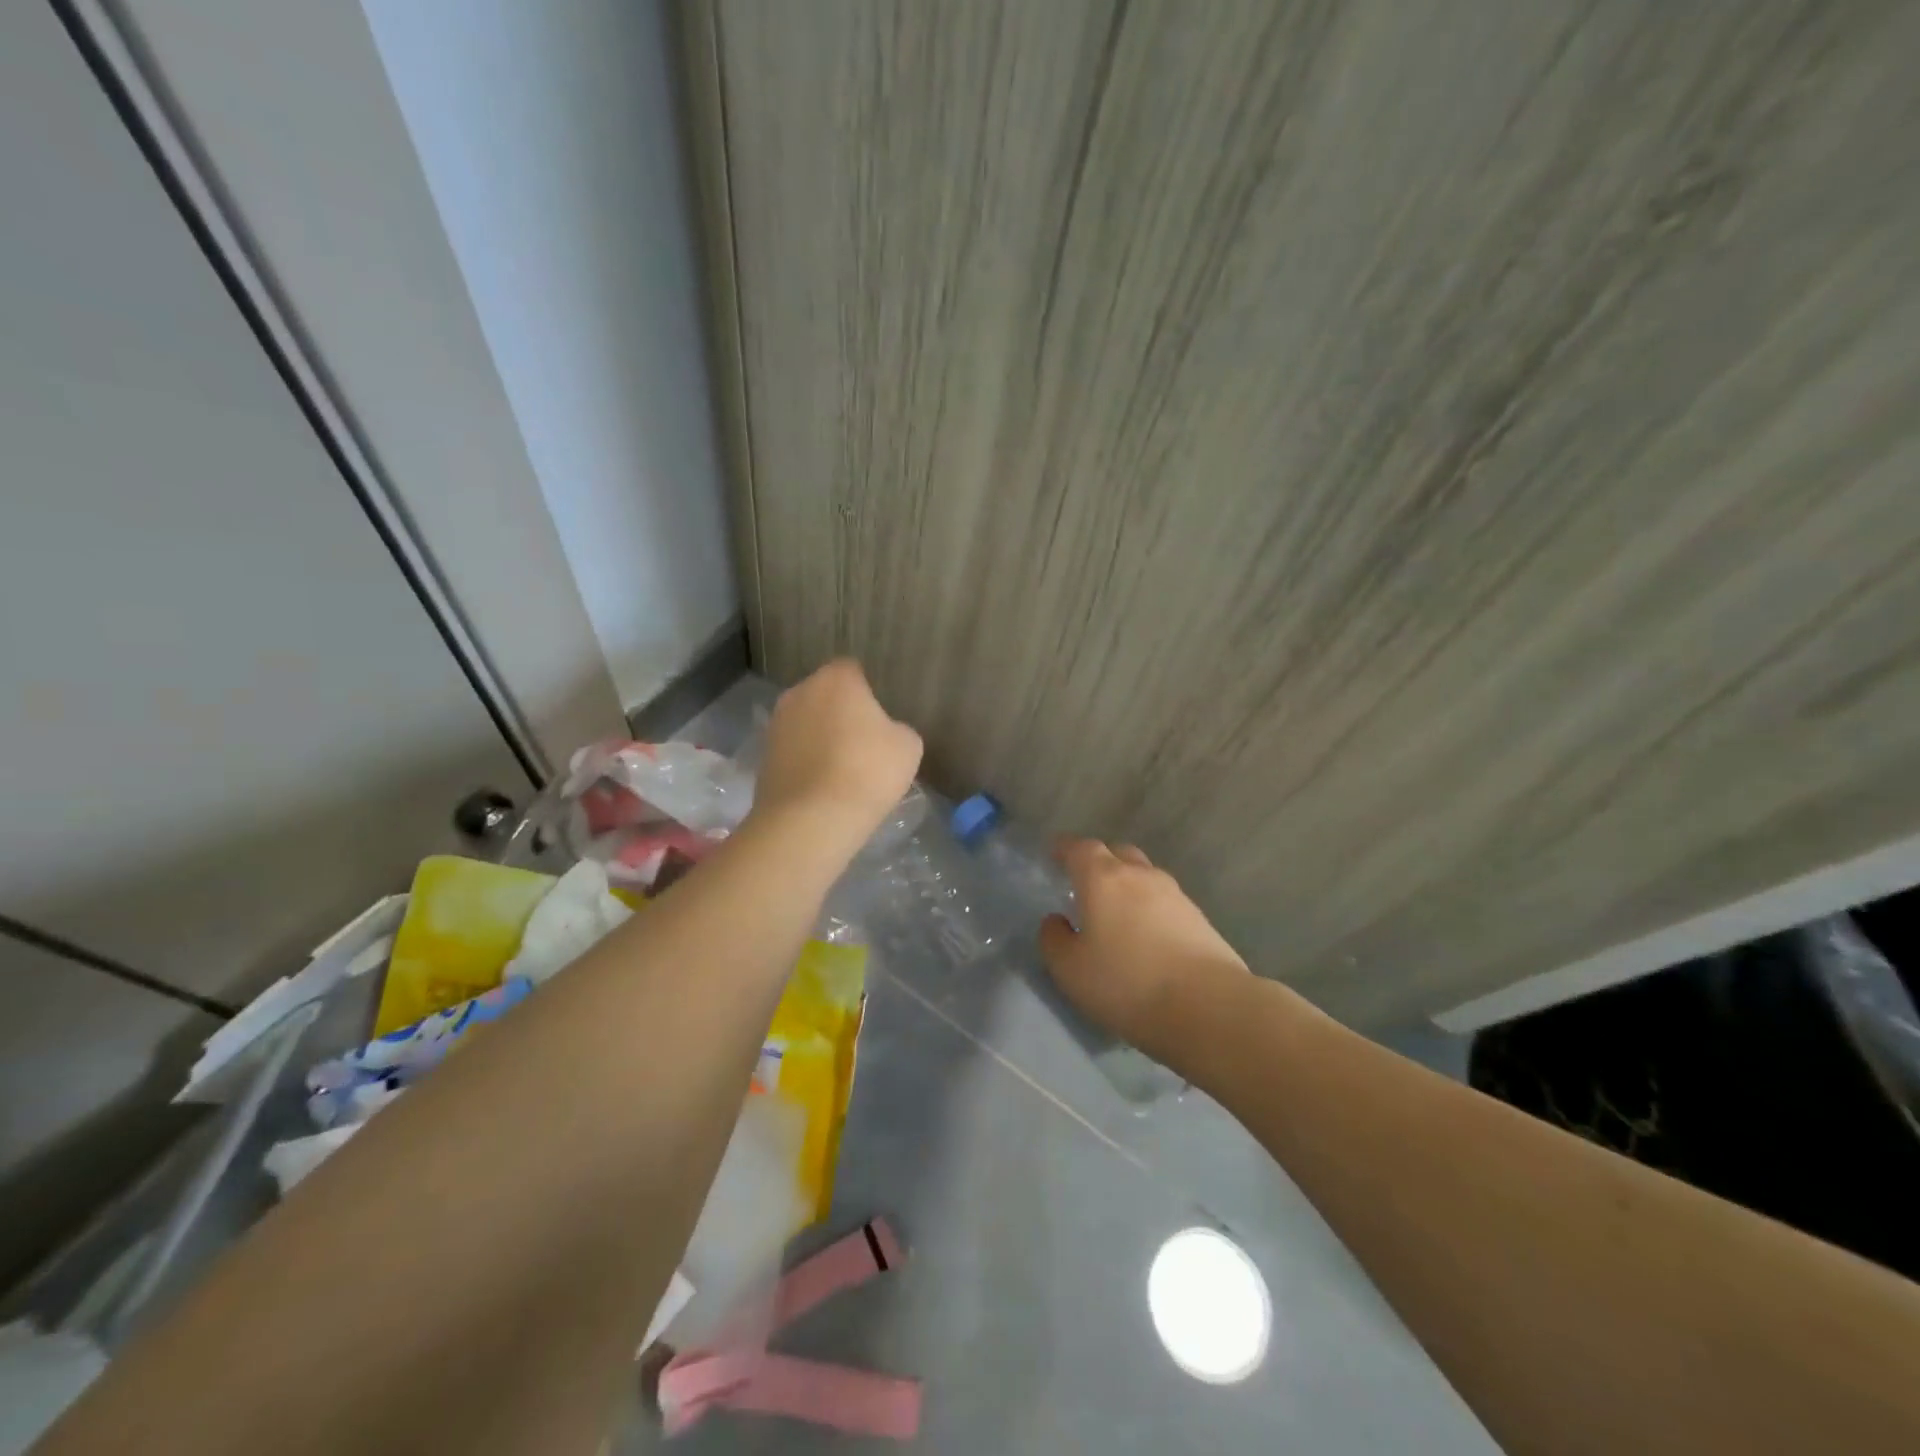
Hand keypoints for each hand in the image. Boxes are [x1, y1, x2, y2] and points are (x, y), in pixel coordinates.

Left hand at [751, 660, 922, 849]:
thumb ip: (896, 729)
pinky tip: (822, 787)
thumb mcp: (907, 747)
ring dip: (819, 737)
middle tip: (862, 743)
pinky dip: (805, 762)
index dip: (867, 692)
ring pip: (806, 723)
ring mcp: (776, 724)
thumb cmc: (867, 772)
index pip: (852, 670)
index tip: (879, 717)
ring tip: (841, 769)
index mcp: (836, 679)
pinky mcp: (763, 757)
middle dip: (840, 712)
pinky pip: (793, 752)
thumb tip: (884, 734)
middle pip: (825, 695)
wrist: (811, 820)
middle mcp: (800, 692)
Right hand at [1039, 838, 1248, 1068]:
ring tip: (1116, 912)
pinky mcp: (1200, 919)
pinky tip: (1146, 935)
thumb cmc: (1127, 983)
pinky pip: (1165, 902)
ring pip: (1145, 876)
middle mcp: (1140, 875)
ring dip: (1128, 885)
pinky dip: (1150, 908)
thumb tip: (1056, 921)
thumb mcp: (1070, 970)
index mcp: (1103, 878)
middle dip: (1099, 861)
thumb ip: (1054, 940)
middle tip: (1085, 883)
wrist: (1209, 1008)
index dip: (1064, 848)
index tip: (1054, 853)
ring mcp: (1176, 895)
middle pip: (1117, 853)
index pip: (1080, 848)